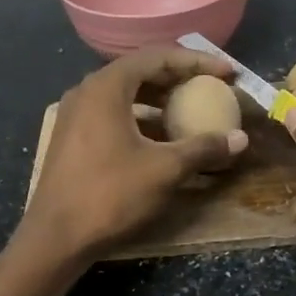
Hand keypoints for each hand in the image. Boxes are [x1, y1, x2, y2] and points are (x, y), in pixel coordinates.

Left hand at [20, 45, 248, 261]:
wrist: (56, 238)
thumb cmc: (110, 195)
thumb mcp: (164, 170)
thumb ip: (203, 148)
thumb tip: (240, 139)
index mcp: (107, 87)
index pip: (158, 57)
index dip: (197, 62)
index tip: (227, 73)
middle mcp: (87, 91)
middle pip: (140, 71)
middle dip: (179, 77)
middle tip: (212, 87)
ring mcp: (76, 115)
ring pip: (126, 94)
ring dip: (160, 99)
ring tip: (190, 110)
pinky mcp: (73, 138)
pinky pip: (114, 114)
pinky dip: (142, 118)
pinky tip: (161, 137)